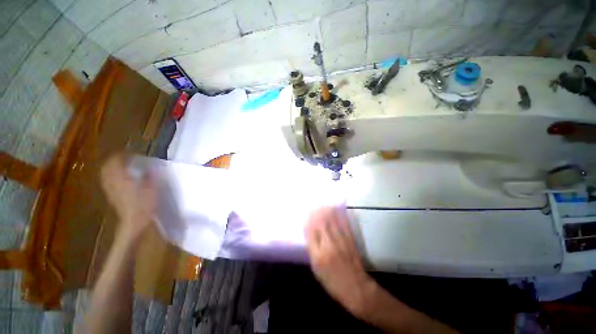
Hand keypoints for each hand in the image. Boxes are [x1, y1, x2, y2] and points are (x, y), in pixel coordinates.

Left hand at [100, 154, 156, 241]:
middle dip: (113, 162)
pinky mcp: (112, 196)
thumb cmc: (144, 204)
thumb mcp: (151, 188)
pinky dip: (112, 177)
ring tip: (121, 167)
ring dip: (111, 169)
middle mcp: (112, 182)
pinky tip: (120, 179)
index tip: (130, 153)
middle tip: (123, 158)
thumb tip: (151, 167)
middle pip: (107, 168)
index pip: (115, 162)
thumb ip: (150, 176)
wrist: (134, 222)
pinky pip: (108, 182)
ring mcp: (110, 190)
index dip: (121, 156)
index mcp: (121, 178)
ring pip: (106, 175)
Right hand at [305, 206, 374, 316]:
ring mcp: (341, 242)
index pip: (310, 232)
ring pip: (332, 221)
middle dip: (317, 213)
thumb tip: (310, 234)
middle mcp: (329, 246)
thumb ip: (313, 251)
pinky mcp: (350, 241)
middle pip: (321, 224)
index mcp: (318, 255)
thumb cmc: (332, 282)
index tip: (306, 213)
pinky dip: (339, 216)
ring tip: (323, 205)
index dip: (308, 221)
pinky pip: (344, 225)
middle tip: (314, 205)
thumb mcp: (317, 270)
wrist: (356, 288)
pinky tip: (336, 210)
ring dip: (327, 211)